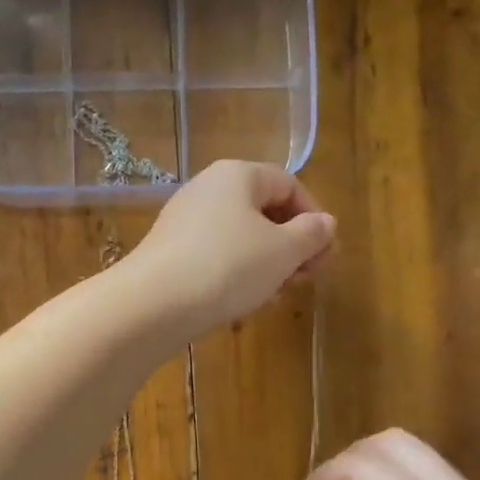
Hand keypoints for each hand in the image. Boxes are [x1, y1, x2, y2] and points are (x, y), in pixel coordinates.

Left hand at [123, 161, 335, 337]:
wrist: (154, 304)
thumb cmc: (228, 267)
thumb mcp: (283, 251)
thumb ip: (311, 234)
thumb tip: (325, 223)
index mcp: (237, 175)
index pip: (289, 184)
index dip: (314, 217)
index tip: (325, 255)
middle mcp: (207, 188)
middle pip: (263, 211)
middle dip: (291, 246)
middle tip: (305, 279)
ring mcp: (184, 221)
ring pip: (241, 238)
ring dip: (267, 265)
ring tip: (276, 297)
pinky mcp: (170, 252)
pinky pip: (215, 256)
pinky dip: (236, 275)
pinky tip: (243, 304)